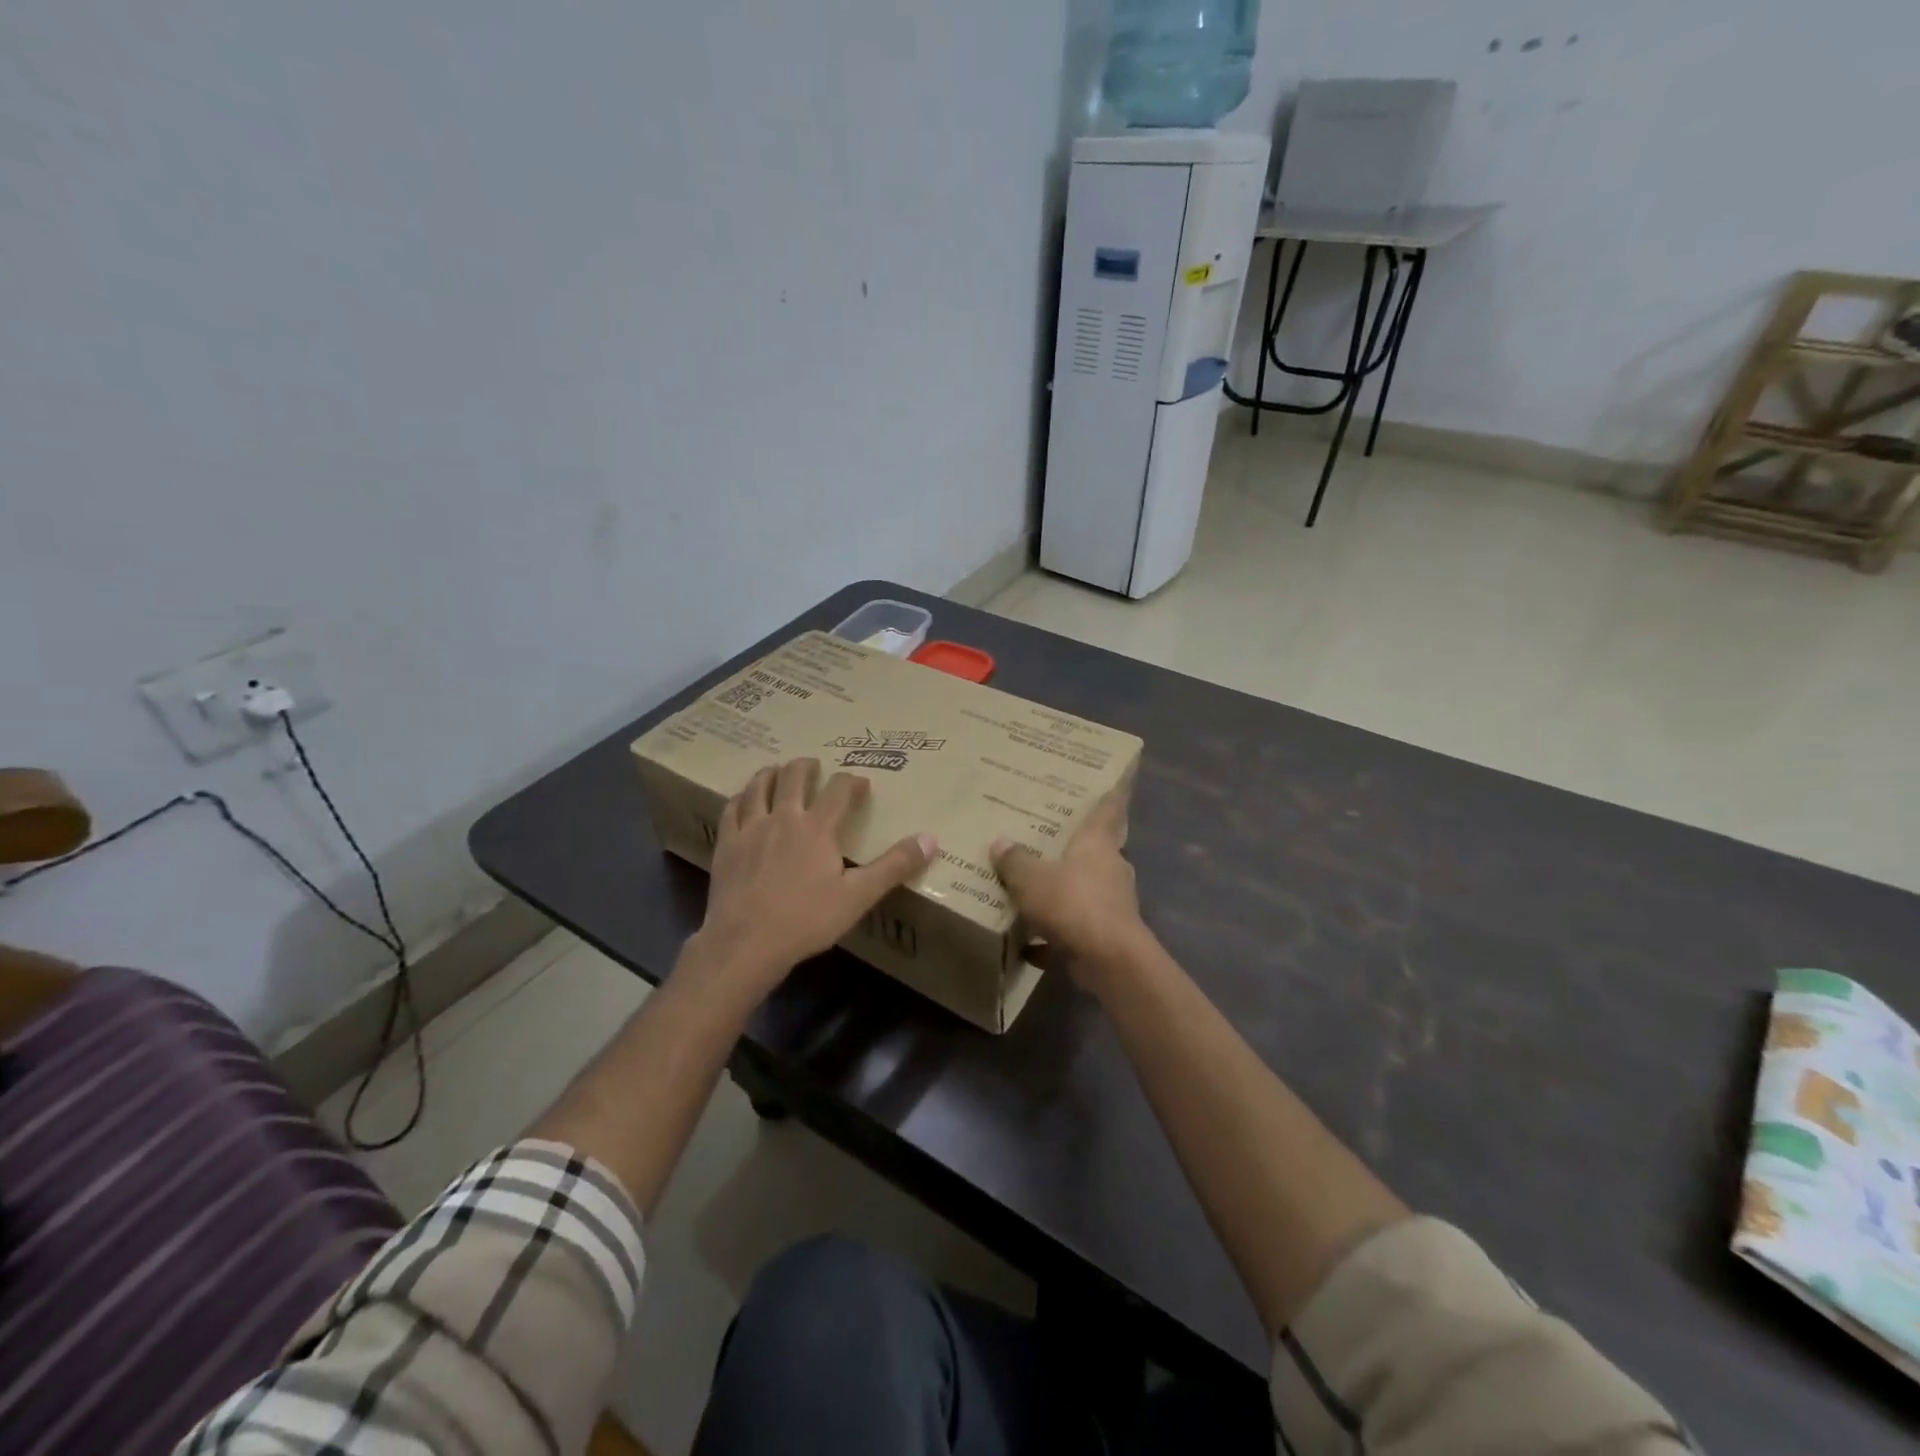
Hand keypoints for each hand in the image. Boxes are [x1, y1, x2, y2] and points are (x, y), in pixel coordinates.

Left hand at [692, 758, 935, 995]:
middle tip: (814, 765)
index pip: (839, 789)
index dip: (852, 781)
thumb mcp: (858, 896)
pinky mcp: (727, 845)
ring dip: (771, 774)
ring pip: (759, 787)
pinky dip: (741, 798)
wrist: (746, 942)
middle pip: (794, 776)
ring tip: (776, 770)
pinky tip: (742, 800)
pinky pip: (732, 809)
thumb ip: (894, 866)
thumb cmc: (806, 920)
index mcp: (818, 827)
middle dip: (807, 766)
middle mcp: (784, 817)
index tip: (861, 783)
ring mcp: (751, 829)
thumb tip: (930, 839)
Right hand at [991, 789, 1147, 983]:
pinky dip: (1054, 935)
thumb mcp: (1031, 879)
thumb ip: (1015, 861)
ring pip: (1085, 890)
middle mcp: (1110, 868)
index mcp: (1097, 844)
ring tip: (1034, 888)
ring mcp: (1111, 903)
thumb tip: (1000, 842)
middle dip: (1075, 846)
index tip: (1115, 779)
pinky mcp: (1106, 936)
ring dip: (1063, 891)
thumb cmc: (1073, 903)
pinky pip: (1075, 929)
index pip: (1109, 808)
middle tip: (1049, 837)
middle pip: (1095, 850)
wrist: (1109, 960)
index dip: (1112, 793)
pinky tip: (1027, 945)